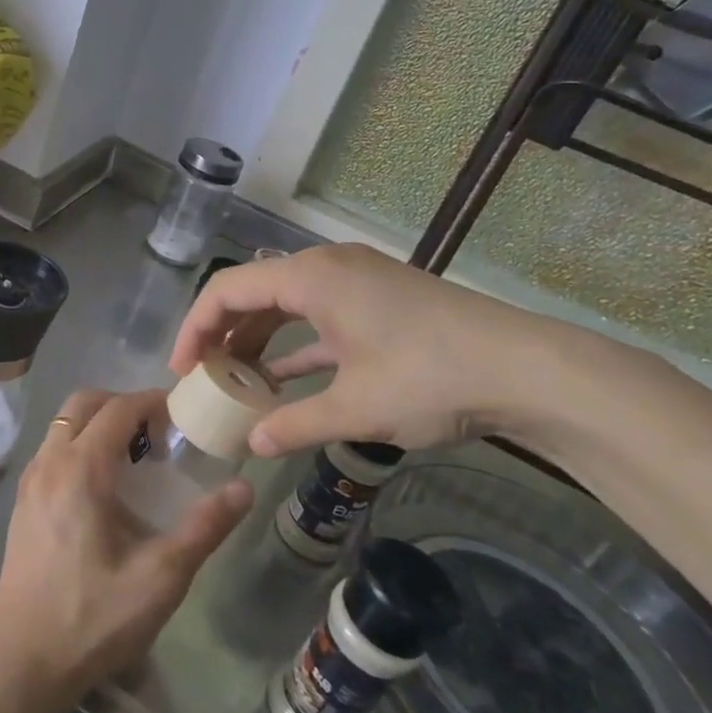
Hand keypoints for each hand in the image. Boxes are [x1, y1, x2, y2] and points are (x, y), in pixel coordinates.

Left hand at [0, 389, 253, 712]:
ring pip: (63, 424)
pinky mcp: (22, 502)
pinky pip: (52, 449)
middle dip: (122, 404)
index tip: (182, 413)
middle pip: (84, 403)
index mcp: (81, 469)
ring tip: (135, 457)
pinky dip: (78, 443)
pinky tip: (103, 486)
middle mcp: (49, 463)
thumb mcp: (160, 578)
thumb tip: (242, 489)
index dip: (152, 402)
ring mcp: (30, 481)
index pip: (118, 409)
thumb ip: (204, 528)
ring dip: (98, 423)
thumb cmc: (94, 619)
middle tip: (158, 432)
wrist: (23, 663)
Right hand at [171, 242, 570, 456]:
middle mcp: (327, 268)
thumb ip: (294, 424)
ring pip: (285, 305)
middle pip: (253, 293)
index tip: (181, 370)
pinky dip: (295, 346)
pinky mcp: (378, 301)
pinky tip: (282, 381)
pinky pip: (317, 316)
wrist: (530, 370)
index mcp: (311, 277)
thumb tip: (251, 444)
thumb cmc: (431, 377)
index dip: (195, 328)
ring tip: (237, 383)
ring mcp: (356, 282)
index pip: (227, 290)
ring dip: (258, 342)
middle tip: (203, 378)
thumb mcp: (355, 407)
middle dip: (222, 335)